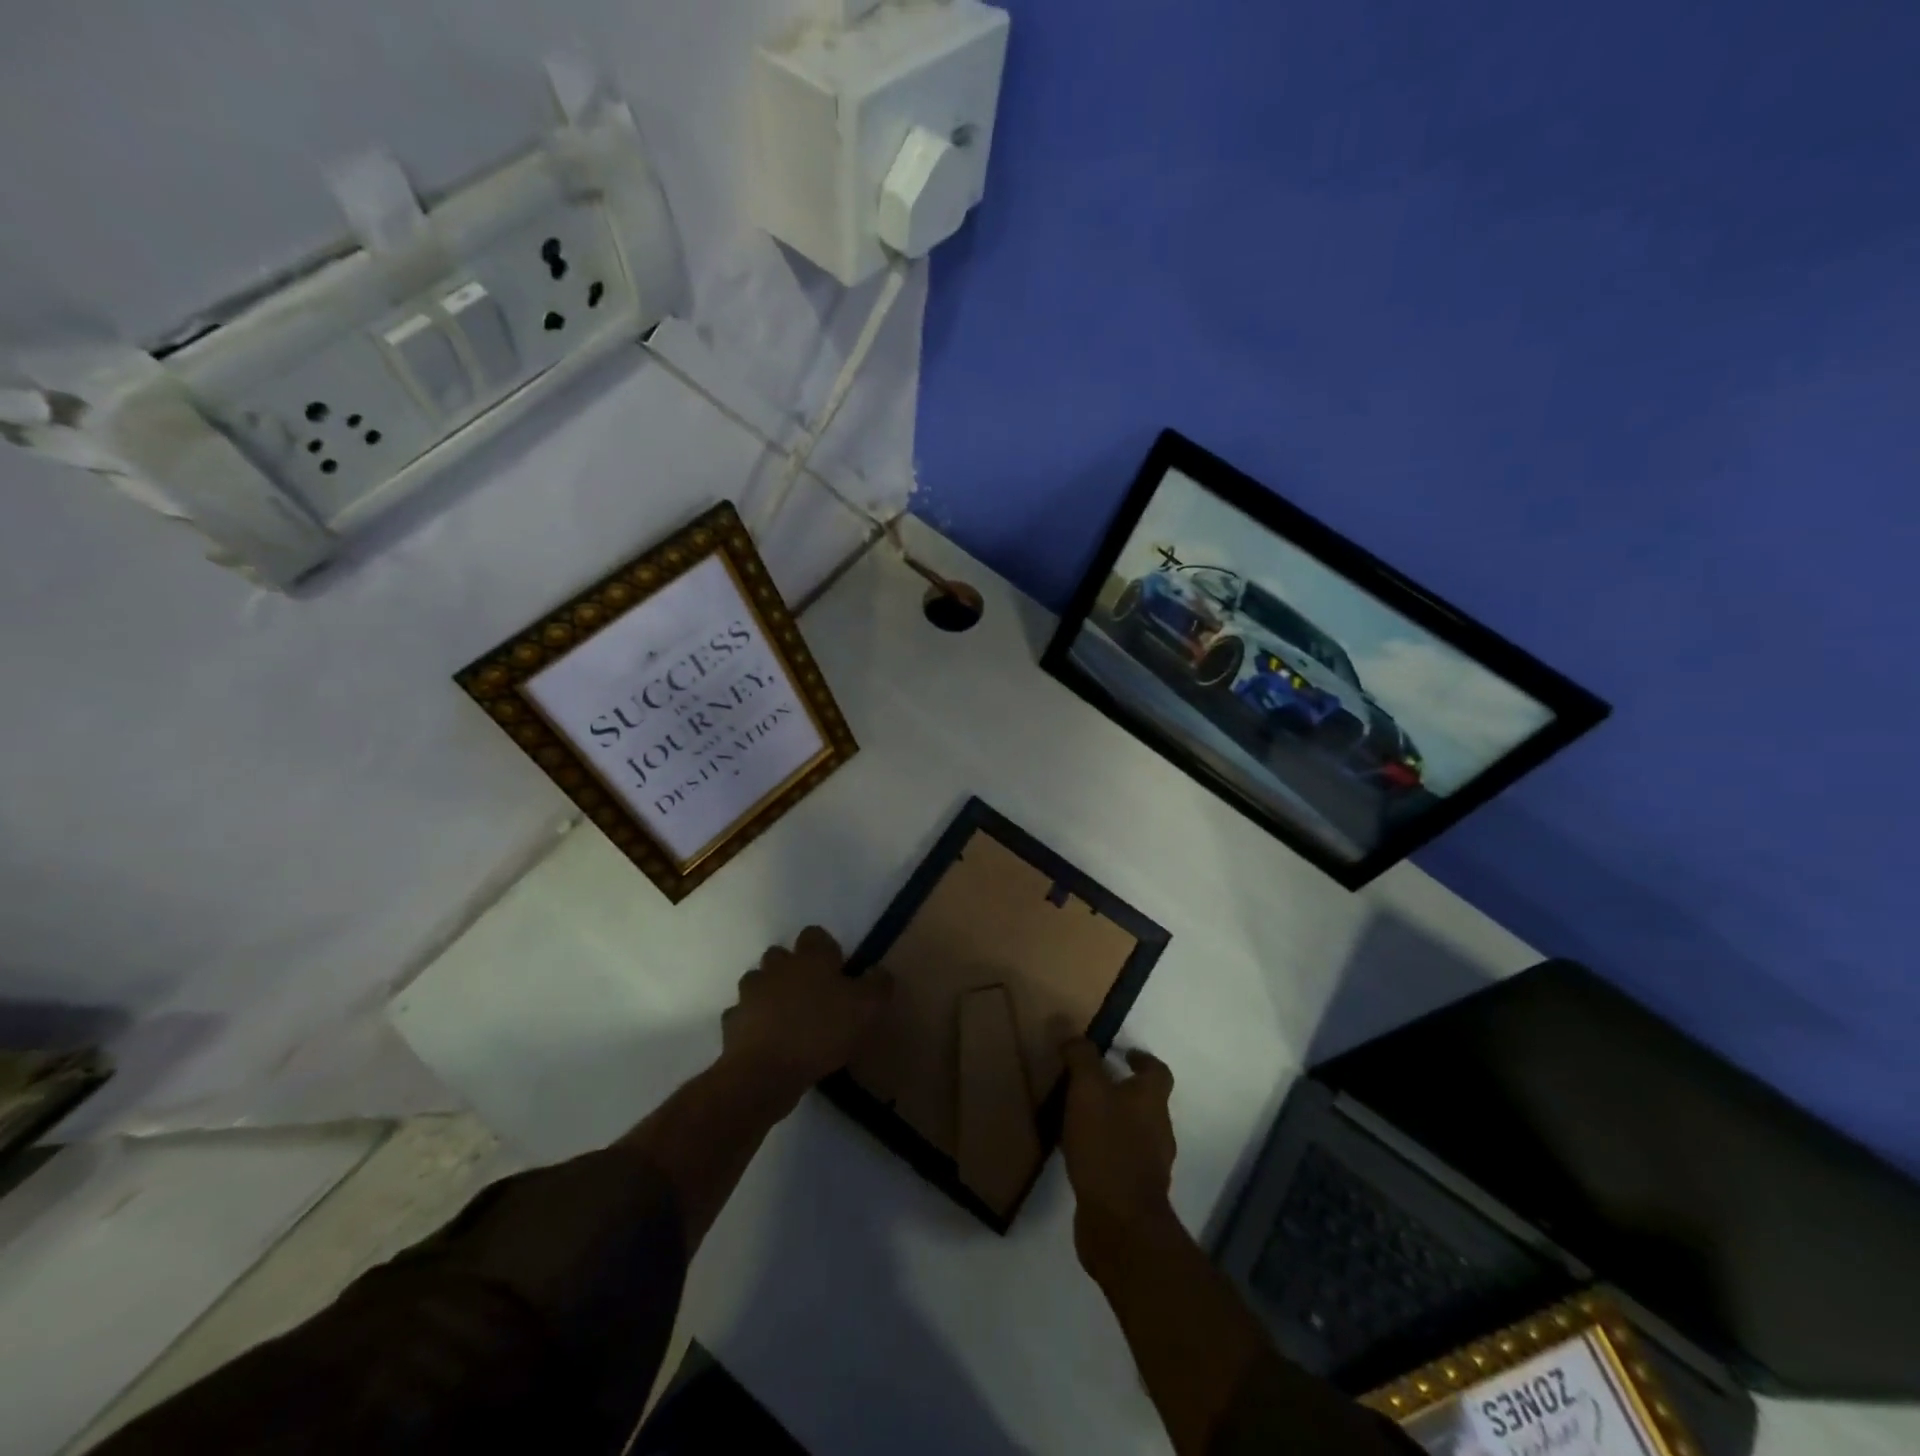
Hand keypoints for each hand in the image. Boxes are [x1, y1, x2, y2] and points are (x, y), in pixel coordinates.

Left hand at [720, 926, 891, 1110]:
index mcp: (810, 958)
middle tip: (811, 994)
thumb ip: (877, 984)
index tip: (836, 970)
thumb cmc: (821, 1032)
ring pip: (758, 982)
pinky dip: (752, 1022)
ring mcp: (750, 994)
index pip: (815, 935)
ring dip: (769, 993)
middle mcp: (777, 967)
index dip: (825, 949)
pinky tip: (765, 1040)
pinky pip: (742, 1015)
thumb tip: (878, 971)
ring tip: (786, 1017)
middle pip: (781, 955)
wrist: (765, 1072)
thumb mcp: (867, 1008)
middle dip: (792, 968)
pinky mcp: (732, 1022)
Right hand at [1060, 1038, 1178, 1265]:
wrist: (1120, 1224)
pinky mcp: (1133, 1192)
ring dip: (1112, 1122)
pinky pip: (1120, 1160)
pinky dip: (1104, 1151)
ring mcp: (1149, 1164)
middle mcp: (1158, 1130)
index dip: (1142, 1060)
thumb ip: (1081, 1059)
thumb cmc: (1107, 1146)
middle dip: (1123, 1091)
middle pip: (1146, 1103)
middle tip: (1091, 1083)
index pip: (1157, 1071)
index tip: (1123, 1053)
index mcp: (1151, 1101)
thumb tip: (1073, 1032)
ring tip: (1079, 1117)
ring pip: (1133, 1132)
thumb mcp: (1087, 1091)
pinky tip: (1079, 1154)